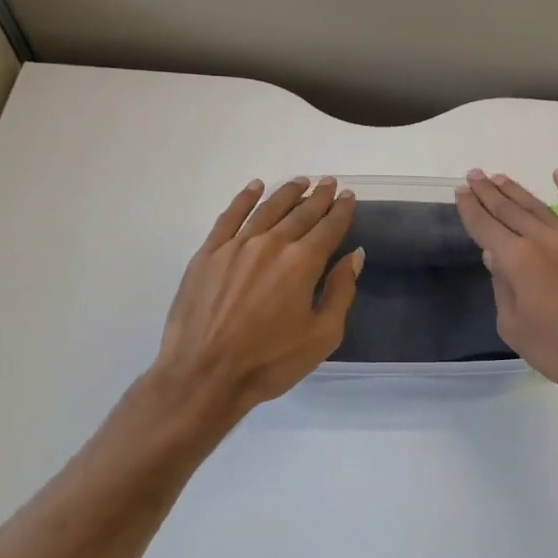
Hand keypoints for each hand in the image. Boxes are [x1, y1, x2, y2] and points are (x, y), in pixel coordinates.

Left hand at [141, 177, 361, 430]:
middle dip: (318, 197)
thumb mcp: (322, 335)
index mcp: (302, 263)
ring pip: (267, 208)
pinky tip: (254, 187)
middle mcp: (271, 244)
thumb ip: (341, 291)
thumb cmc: (270, 362)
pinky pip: (230, 216)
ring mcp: (236, 246)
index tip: (348, 196)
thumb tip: (354, 255)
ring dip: (286, 193)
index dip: (341, 211)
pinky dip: (244, 199)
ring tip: (300, 181)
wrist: (203, 376)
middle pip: (300, 213)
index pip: (328, 227)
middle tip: (329, 182)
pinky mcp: (208, 253)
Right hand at [455, 168, 557, 421]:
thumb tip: (495, 255)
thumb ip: (502, 287)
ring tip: (501, 178)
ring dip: (518, 192)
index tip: (461, 191)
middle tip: (475, 175)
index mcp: (518, 261)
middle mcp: (545, 240)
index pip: (486, 227)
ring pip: (541, 208)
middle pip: (510, 211)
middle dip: (489, 193)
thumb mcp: (514, 328)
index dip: (471, 208)